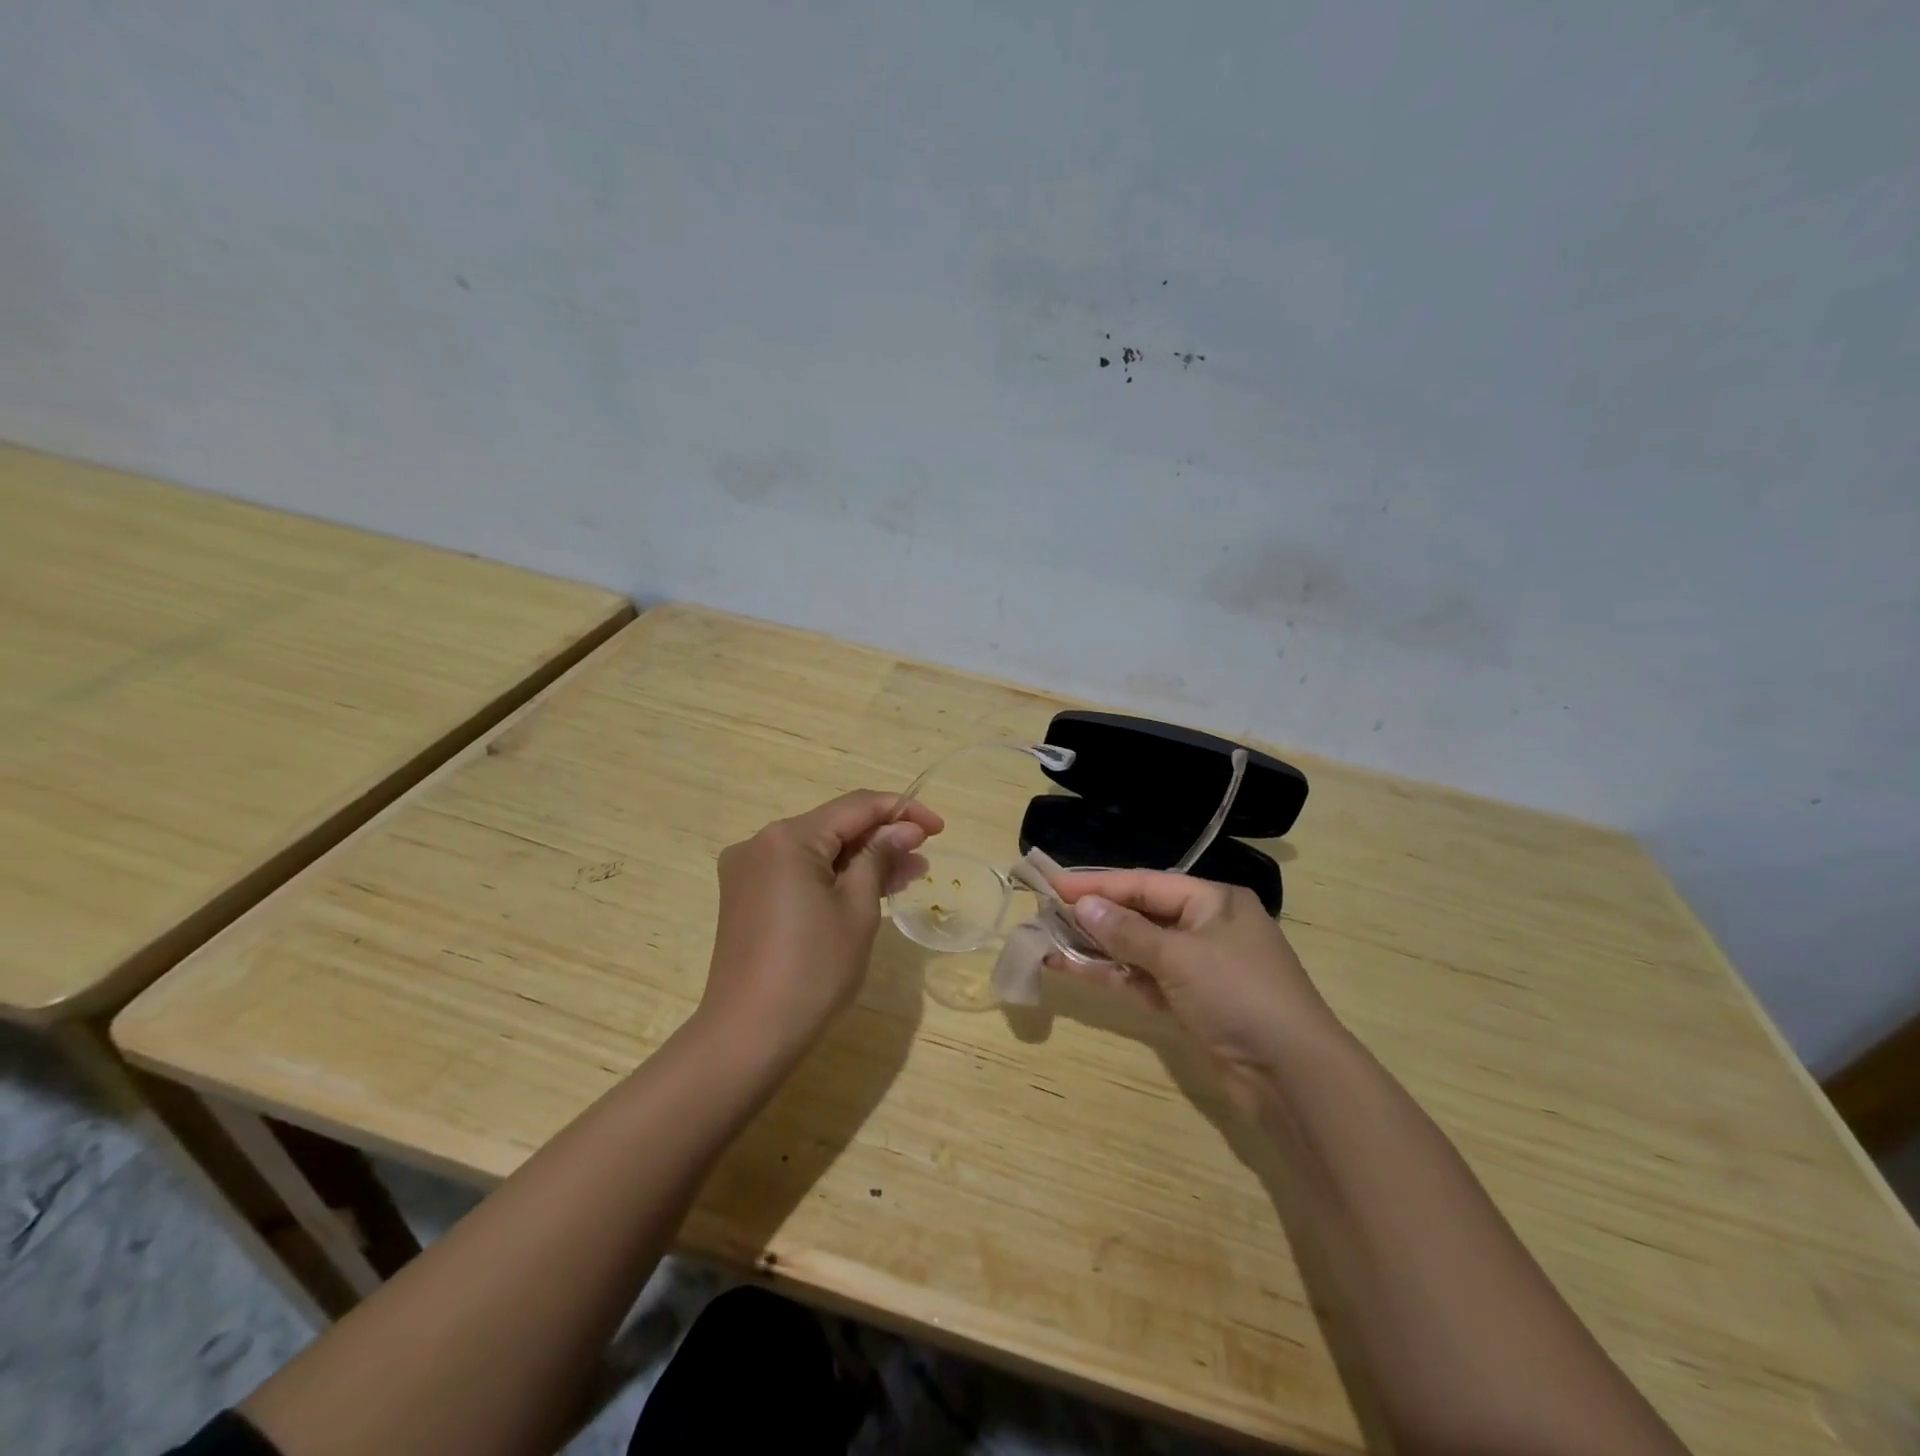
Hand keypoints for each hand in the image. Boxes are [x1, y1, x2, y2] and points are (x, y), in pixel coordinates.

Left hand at [699, 791, 942, 1066]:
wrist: (748, 1036)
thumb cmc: (813, 970)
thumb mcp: (858, 909)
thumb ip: (880, 858)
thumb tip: (904, 829)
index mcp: (788, 837)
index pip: (856, 806)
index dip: (902, 810)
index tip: (939, 828)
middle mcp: (761, 843)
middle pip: (834, 827)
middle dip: (881, 839)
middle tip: (923, 859)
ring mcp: (748, 871)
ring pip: (817, 851)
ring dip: (860, 861)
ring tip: (905, 877)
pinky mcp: (745, 897)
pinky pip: (798, 872)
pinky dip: (833, 878)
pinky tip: (865, 891)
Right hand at [1046, 870, 1338, 1113]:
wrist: (1293, 1075)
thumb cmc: (1239, 994)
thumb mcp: (1180, 955)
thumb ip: (1128, 931)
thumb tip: (1084, 906)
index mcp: (1214, 901)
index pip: (1145, 883)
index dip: (1098, 884)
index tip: (1055, 885)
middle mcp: (1207, 927)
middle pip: (1140, 914)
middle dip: (1095, 916)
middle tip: (1047, 913)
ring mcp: (1200, 968)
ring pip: (1139, 950)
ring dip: (1098, 948)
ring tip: (1050, 942)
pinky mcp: (1193, 1004)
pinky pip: (1145, 980)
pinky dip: (1115, 976)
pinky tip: (1076, 970)